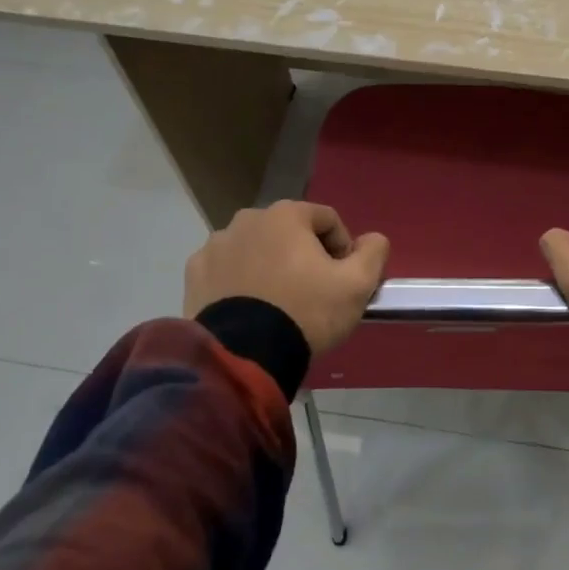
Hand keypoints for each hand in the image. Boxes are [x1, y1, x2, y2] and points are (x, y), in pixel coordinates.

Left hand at [184, 201, 389, 353]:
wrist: (243, 355)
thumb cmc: (306, 312)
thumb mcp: (357, 285)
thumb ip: (373, 253)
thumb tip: (373, 239)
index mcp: (286, 214)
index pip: (327, 220)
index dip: (343, 248)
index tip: (343, 279)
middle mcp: (246, 219)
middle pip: (289, 233)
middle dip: (304, 256)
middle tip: (313, 292)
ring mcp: (215, 246)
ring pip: (256, 250)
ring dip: (271, 266)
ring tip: (279, 304)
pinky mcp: (195, 274)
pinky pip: (228, 270)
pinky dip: (241, 282)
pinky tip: (250, 309)